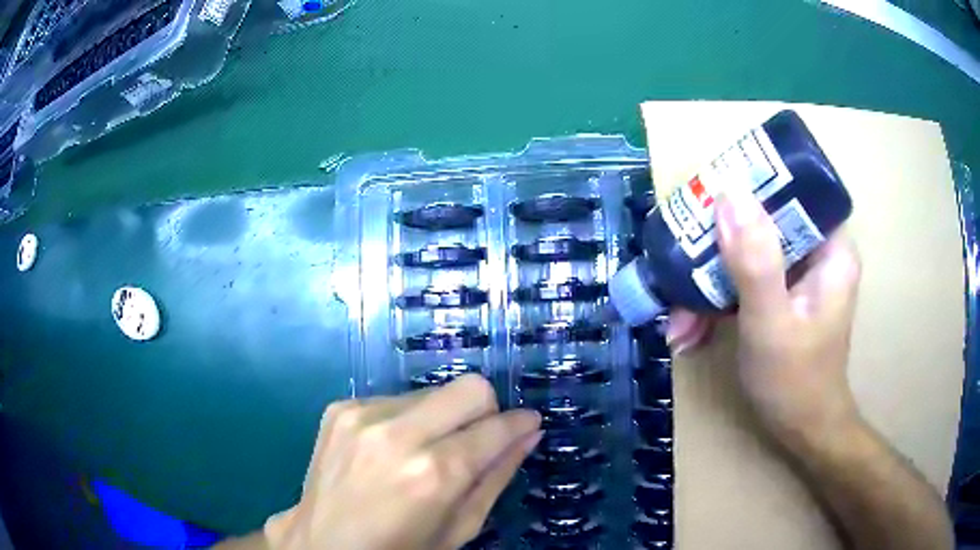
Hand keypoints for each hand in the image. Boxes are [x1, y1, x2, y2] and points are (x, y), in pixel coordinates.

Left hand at [264, 375, 541, 549]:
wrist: (322, 542)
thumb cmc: (399, 549)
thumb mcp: (459, 528)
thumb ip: (497, 477)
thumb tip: (528, 434)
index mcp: (433, 474)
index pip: (496, 427)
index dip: (519, 424)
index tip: (527, 426)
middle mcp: (397, 434)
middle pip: (469, 387)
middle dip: (484, 411)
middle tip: (476, 440)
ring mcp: (363, 415)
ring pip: (433, 391)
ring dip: (441, 418)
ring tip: (423, 452)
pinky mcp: (340, 408)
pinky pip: (395, 398)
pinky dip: (406, 420)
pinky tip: (391, 450)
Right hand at [668, 187, 862, 448]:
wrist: (801, 432)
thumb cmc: (794, 383)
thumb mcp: (771, 323)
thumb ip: (754, 262)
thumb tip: (729, 195)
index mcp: (831, 249)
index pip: (793, 192)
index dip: (751, 188)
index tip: (709, 202)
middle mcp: (816, 253)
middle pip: (762, 224)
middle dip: (717, 251)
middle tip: (680, 270)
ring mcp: (797, 275)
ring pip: (747, 254)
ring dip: (709, 284)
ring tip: (679, 322)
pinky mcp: (780, 294)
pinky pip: (744, 280)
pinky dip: (717, 302)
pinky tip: (691, 331)